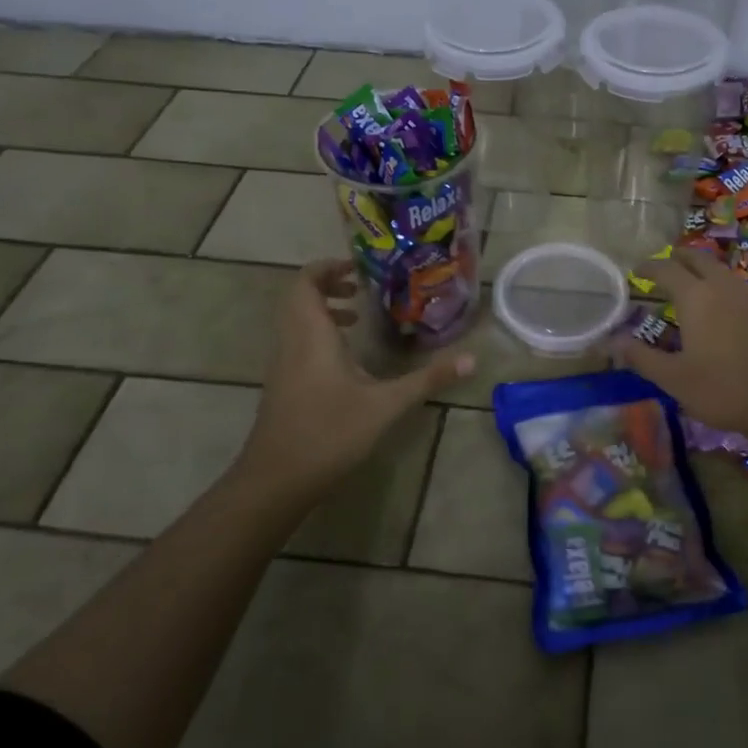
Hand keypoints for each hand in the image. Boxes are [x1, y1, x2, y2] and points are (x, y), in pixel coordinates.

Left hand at [237, 259, 473, 497]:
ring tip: (357, 318)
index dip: (327, 267)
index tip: (358, 268)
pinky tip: (346, 360)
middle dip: (327, 286)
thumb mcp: (386, 405)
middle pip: (298, 298)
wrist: (277, 480)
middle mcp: (292, 342)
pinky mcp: (282, 385)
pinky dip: (318, 335)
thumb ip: (428, 379)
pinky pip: (296, 342)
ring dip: (322, 311)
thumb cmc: (330, 433)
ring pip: (295, 321)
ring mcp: (283, 365)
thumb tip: (471, 359)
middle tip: (361, 289)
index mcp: (311, 335)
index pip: (304, 282)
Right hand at [613, 248, 747, 446]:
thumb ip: (641, 357)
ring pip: (722, 271)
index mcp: (696, 297)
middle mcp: (723, 287)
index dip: (649, 267)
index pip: (666, 269)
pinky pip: (739, 288)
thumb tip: (609, 341)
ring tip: (691, 287)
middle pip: (699, 259)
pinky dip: (723, 288)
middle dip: (679, 258)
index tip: (637, 271)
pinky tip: (723, 311)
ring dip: (703, 271)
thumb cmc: (725, 389)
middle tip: (665, 267)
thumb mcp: (675, 379)